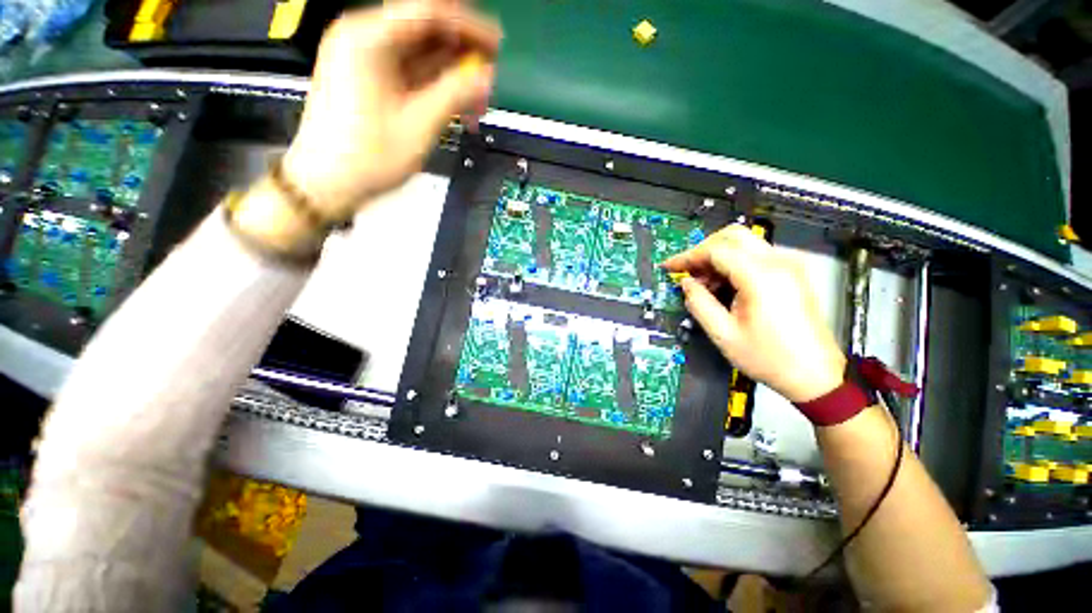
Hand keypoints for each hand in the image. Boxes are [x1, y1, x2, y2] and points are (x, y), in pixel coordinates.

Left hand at [283, 0, 500, 220]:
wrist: (329, 182)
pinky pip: (412, 74)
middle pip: (426, 32)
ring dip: (453, 76)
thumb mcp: (419, 124)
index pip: (429, 13)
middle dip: (462, 56)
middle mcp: (365, 38)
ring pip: (422, 55)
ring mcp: (366, 60)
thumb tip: (487, 76)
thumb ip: (456, 94)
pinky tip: (456, 107)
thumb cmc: (369, 156)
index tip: (497, 45)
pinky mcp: (371, 80)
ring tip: (477, 102)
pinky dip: (437, 88)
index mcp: (369, 37)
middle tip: (489, 81)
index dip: (469, 27)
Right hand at [664, 225, 845, 402]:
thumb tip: (686, 283)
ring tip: (702, 284)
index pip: (716, 250)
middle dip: (703, 250)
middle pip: (733, 236)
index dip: (688, 256)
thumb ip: (699, 304)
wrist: (815, 375)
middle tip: (686, 271)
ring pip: (745, 243)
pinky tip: (723, 286)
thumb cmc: (767, 358)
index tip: (669, 267)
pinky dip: (733, 263)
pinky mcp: (792, 273)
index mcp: (760, 277)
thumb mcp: (723, 334)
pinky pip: (756, 256)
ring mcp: (789, 266)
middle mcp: (778, 262)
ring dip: (718, 257)